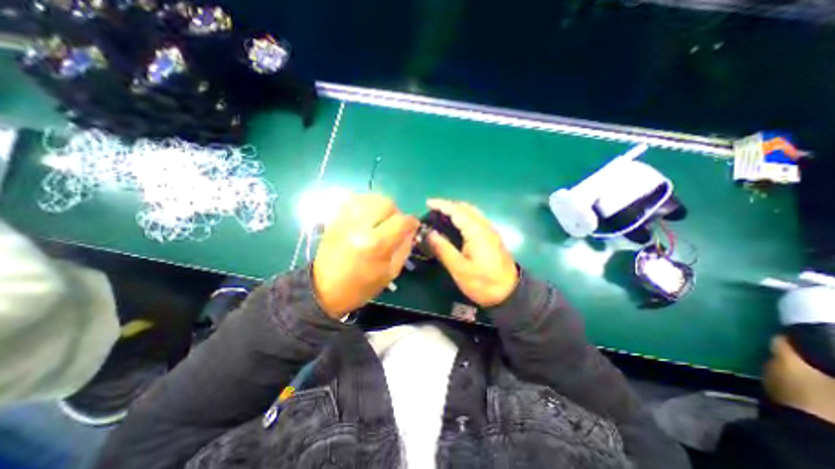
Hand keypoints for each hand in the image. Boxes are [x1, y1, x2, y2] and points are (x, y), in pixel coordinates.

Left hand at [313, 191, 417, 318]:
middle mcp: (360, 226)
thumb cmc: (361, 286)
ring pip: (371, 198)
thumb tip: (411, 230)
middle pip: (387, 203)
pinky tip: (367, 214)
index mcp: (376, 244)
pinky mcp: (335, 218)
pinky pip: (354, 199)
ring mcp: (345, 220)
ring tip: (381, 219)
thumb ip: (405, 248)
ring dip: (381, 206)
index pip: (402, 220)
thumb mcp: (390, 273)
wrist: (324, 289)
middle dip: (396, 212)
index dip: (411, 222)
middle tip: (394, 224)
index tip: (413, 226)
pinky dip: (365, 203)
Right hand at [427, 197, 519, 305]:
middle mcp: (485, 226)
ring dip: (457, 209)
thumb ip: (443, 249)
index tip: (428, 202)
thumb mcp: (459, 269)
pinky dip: (464, 216)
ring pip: (472, 212)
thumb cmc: (482, 282)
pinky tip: (457, 224)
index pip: (457, 211)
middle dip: (449, 205)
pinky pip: (476, 219)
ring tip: (442, 214)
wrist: (509, 293)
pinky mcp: (492, 237)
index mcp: (476, 231)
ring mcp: (490, 231)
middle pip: (466, 208)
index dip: (442, 205)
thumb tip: (429, 233)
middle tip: (433, 209)